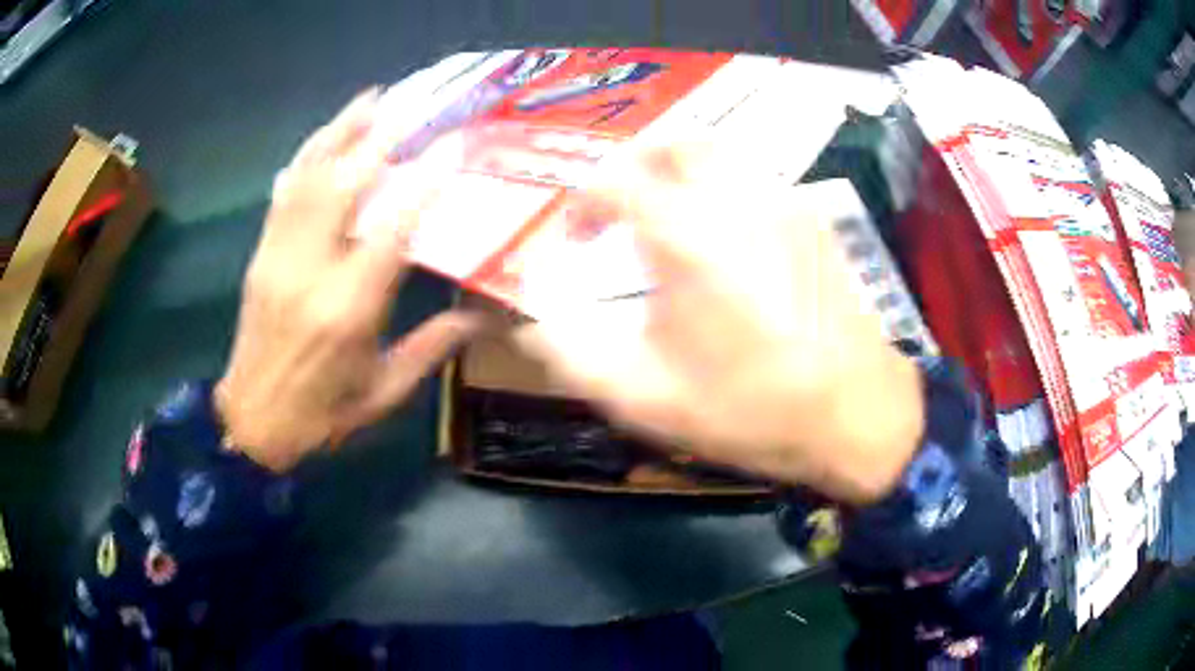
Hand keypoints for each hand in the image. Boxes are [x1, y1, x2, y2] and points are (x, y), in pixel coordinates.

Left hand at [215, 89, 480, 471]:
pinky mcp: (260, 255)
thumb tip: (482, 318)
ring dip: (339, 132)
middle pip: (342, 185)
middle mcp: (310, 271)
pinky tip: (322, 138)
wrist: (252, 422)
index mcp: (348, 309)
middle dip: (378, 136)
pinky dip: (305, 158)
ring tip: (368, 99)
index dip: (422, 181)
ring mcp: (278, 257)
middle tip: (410, 101)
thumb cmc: (322, 414)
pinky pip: (283, 194)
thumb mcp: (383, 393)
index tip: (451, 145)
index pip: (391, 228)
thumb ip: (431, 348)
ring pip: (308, 177)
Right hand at [514, 145, 923, 503]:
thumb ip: (577, 358)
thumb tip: (535, 328)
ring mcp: (783, 203)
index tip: (579, 237)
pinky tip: (725, 237)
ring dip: (681, 172)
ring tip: (667, 216)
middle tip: (622, 206)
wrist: (856, 413)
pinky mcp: (812, 219)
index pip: (616, 180)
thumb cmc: (753, 409)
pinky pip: (755, 179)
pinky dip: (723, 188)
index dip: (585, 201)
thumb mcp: (649, 399)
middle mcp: (736, 199)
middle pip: (675, 143)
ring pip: (721, 153)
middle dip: (636, 165)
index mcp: (688, 237)